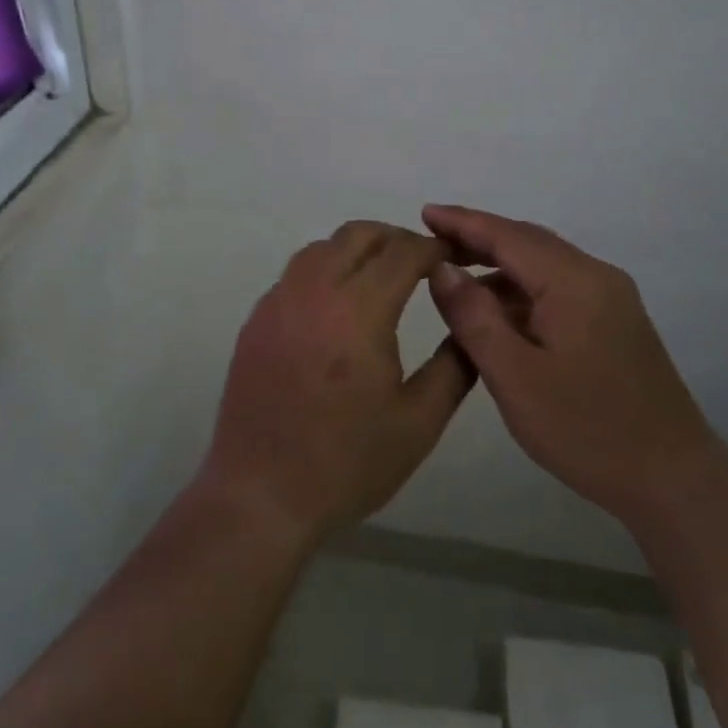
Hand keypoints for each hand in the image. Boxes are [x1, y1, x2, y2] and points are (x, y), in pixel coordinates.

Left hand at [202, 222, 477, 545]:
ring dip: (357, 249)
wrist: (262, 493)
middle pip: (359, 234)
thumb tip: (471, 321)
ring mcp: (278, 301)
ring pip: (322, 247)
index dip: (433, 248)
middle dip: (396, 238)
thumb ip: (454, 366)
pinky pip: (296, 273)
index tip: (453, 258)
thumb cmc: (347, 463)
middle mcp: (314, 291)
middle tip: (421, 264)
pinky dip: (324, 270)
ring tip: (380, 280)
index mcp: (359, 311)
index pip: (402, 252)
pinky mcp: (256, 319)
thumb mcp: (419, 422)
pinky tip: (337, 307)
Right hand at [421, 204, 715, 518]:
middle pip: (527, 243)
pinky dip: (520, 291)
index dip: (462, 222)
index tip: (424, 212)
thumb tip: (442, 269)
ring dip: (498, 267)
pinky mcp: (614, 322)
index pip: (508, 236)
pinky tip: (496, 315)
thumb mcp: (516, 377)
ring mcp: (611, 299)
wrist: (674, 481)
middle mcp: (596, 277)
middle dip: (477, 238)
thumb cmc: (588, 430)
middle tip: (431, 244)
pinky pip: (557, 289)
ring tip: (453, 281)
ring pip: (543, 266)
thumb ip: (474, 318)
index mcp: (575, 282)